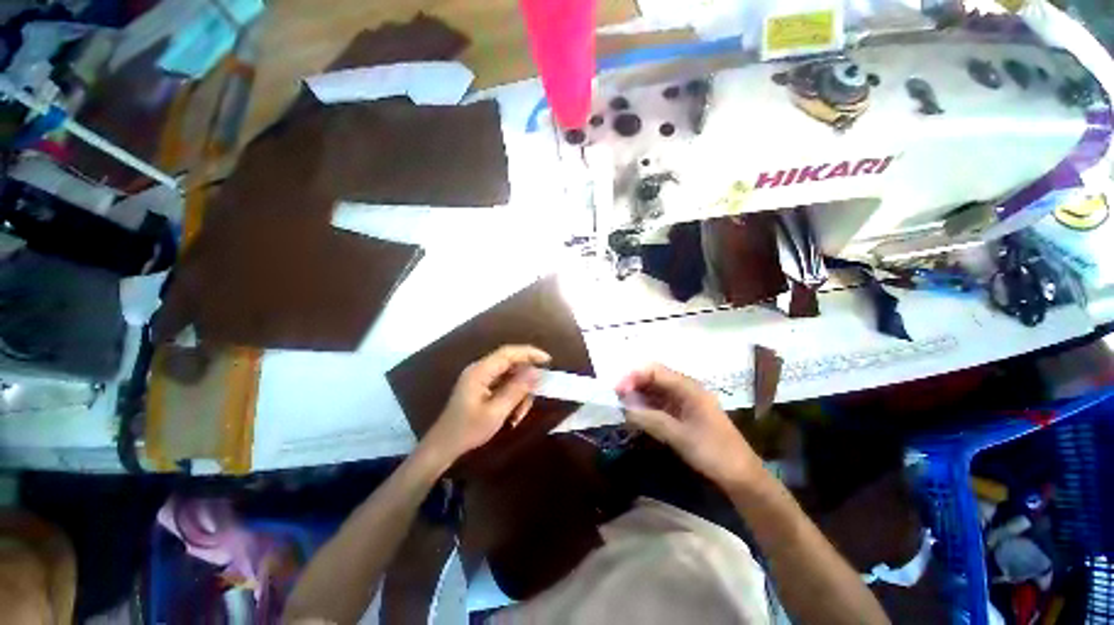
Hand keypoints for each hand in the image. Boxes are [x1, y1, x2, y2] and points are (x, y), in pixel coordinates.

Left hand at [421, 345, 551, 462]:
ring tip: (519, 414)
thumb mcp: (496, 412)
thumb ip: (517, 389)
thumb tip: (537, 372)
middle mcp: (480, 369)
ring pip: (510, 376)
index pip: (509, 352)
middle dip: (525, 380)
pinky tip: (513, 414)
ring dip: (519, 392)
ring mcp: (480, 378)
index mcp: (480, 371)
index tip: (548, 361)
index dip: (530, 353)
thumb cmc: (468, 430)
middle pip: (511, 364)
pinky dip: (512, 396)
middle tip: (535, 396)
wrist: (443, 447)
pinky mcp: (481, 387)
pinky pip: (504, 384)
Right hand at [617, 364, 762, 487]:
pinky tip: (636, 415)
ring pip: (655, 390)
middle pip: (653, 378)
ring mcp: (684, 401)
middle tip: (616, 398)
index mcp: (688, 388)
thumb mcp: (680, 437)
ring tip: (622, 407)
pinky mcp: (683, 413)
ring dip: (638, 396)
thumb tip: (625, 409)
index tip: (618, 390)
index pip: (655, 370)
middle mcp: (685, 389)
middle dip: (633, 384)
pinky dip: (646, 407)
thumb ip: (651, 420)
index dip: (634, 376)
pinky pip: (659, 403)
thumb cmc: (714, 453)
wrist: (742, 476)